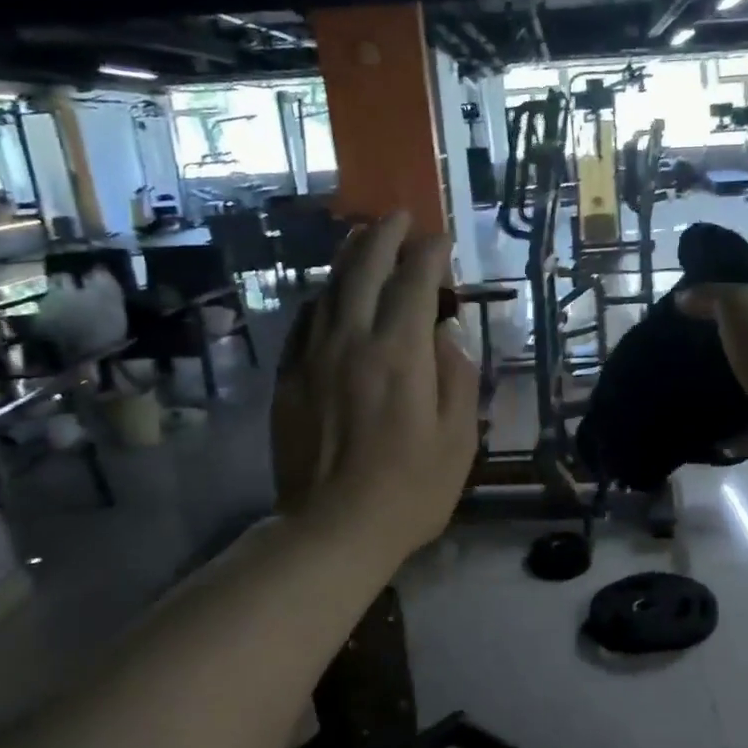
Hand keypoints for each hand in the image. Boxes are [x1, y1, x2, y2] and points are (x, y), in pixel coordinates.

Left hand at [272, 214, 477, 555]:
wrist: (332, 530)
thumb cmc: (410, 490)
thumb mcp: (458, 439)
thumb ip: (457, 378)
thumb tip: (445, 338)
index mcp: (399, 355)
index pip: (414, 283)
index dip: (429, 254)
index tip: (440, 238)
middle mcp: (352, 342)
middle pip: (363, 270)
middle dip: (383, 236)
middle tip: (398, 217)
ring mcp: (313, 358)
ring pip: (329, 289)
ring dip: (348, 257)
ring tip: (363, 239)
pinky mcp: (289, 378)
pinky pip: (305, 321)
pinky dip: (323, 297)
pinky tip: (331, 295)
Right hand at [676, 285, 747, 484]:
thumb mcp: (742, 304)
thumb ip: (713, 297)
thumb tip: (683, 297)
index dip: (728, 302)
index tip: (687, 312)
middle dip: (722, 346)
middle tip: (676, 348)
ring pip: (747, 385)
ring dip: (722, 388)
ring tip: (678, 385)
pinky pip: (741, 427)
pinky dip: (722, 429)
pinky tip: (694, 424)